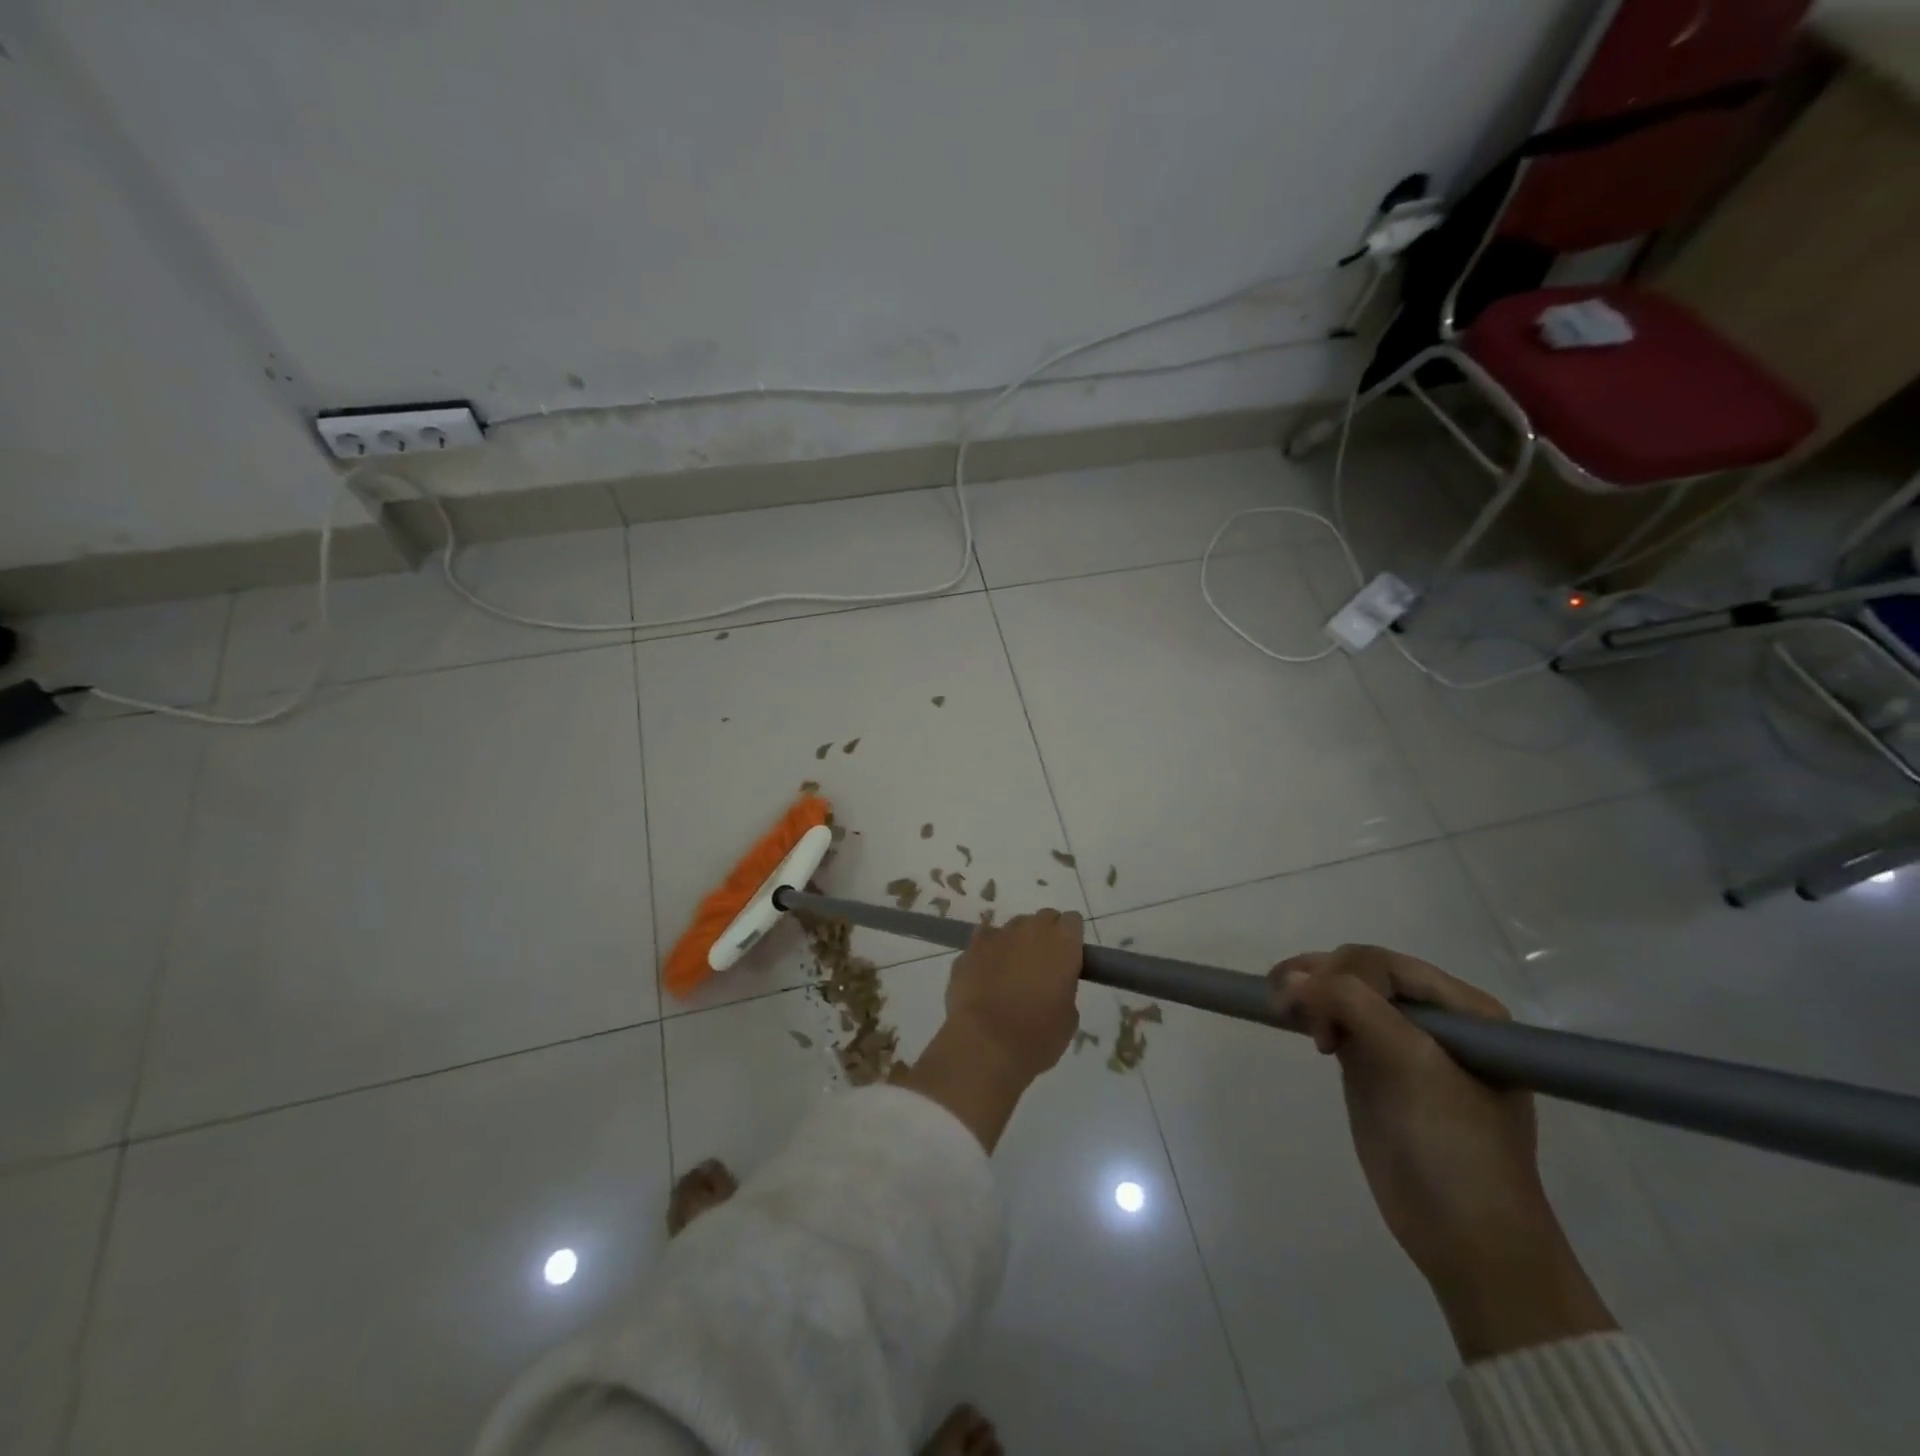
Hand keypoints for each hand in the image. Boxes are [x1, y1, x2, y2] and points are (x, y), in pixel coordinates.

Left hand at [898, 910, 1083, 1152]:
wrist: (985, 1044)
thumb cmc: (1037, 1036)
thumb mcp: (1068, 1017)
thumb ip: (1064, 988)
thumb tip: (1053, 984)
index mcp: (1063, 943)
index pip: (1072, 921)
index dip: (1070, 938)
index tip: (1068, 958)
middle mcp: (1031, 929)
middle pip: (1043, 918)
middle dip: (1044, 936)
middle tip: (1041, 966)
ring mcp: (997, 934)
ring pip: (1013, 928)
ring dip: (1016, 943)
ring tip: (1009, 974)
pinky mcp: (970, 947)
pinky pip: (984, 940)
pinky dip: (988, 953)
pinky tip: (985, 975)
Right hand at [1274, 944, 1614, 1360]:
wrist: (1467, 1242)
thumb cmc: (1455, 1149)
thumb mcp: (1413, 1066)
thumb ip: (1355, 1007)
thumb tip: (1291, 978)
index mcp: (1465, 1012)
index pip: (1388, 965)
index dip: (1344, 975)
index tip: (1318, 1018)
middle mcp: (1436, 1018)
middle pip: (1363, 972)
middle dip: (1324, 981)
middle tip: (1292, 1014)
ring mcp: (1403, 1042)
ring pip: (1345, 992)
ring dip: (1311, 991)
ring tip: (1281, 1007)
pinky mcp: (1374, 1066)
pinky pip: (1338, 1020)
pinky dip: (1312, 1012)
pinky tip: (1295, 1019)